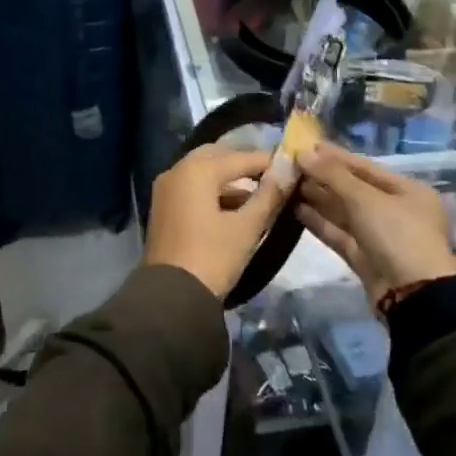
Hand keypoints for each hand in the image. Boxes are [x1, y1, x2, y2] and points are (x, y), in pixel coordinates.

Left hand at [144, 144, 295, 299]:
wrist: (171, 298)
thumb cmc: (212, 258)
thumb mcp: (247, 228)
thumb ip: (269, 195)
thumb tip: (288, 171)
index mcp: (197, 170)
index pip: (240, 157)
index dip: (267, 161)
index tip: (292, 165)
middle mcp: (177, 170)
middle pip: (217, 156)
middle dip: (244, 164)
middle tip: (272, 175)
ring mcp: (166, 189)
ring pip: (203, 172)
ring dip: (229, 179)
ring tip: (260, 193)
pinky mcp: (163, 207)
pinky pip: (192, 187)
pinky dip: (213, 191)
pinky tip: (235, 207)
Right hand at [295, 144, 455, 305]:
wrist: (413, 298)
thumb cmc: (397, 236)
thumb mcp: (366, 199)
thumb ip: (333, 175)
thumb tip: (303, 154)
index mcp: (407, 190)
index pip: (365, 167)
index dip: (335, 156)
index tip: (305, 146)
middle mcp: (395, 210)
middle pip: (353, 188)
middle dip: (322, 177)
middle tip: (290, 165)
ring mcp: (379, 235)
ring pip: (344, 211)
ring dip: (317, 198)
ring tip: (287, 184)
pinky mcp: (364, 257)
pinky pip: (339, 233)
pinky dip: (320, 221)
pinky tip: (295, 209)